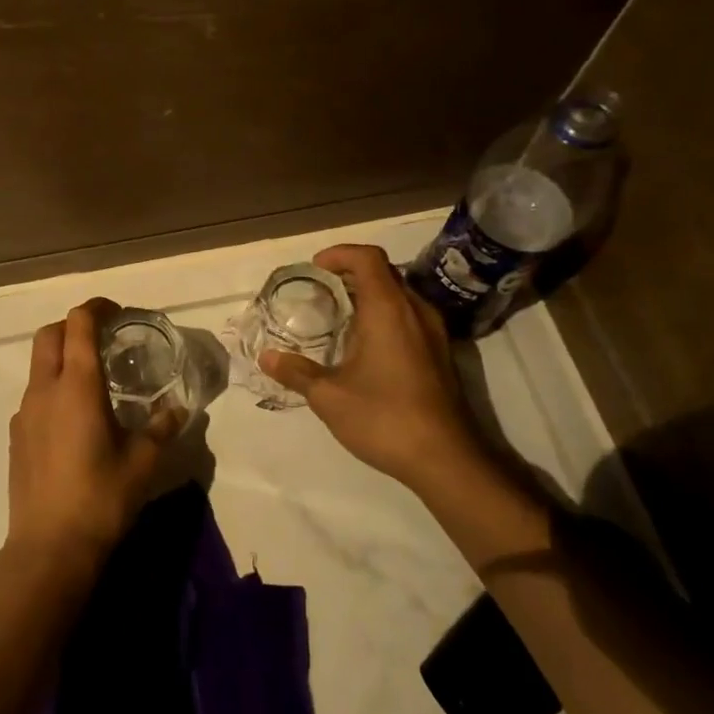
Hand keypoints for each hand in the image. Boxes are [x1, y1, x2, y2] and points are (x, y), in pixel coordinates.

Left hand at [6, 298, 179, 577]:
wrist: (48, 547)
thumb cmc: (101, 498)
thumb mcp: (143, 462)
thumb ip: (161, 428)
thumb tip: (177, 409)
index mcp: (77, 386)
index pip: (78, 324)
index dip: (96, 308)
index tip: (116, 312)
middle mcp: (45, 390)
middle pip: (49, 334)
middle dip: (73, 325)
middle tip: (103, 338)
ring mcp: (25, 413)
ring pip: (38, 365)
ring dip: (61, 358)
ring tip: (92, 381)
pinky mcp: (16, 436)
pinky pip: (34, 395)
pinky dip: (53, 388)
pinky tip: (74, 420)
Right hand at [258, 244, 483, 494]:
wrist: (446, 459)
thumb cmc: (384, 418)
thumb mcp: (329, 397)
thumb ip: (297, 372)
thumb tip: (266, 357)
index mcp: (388, 310)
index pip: (368, 258)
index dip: (340, 254)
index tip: (315, 268)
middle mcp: (415, 311)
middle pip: (385, 272)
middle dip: (351, 272)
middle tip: (321, 290)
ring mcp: (433, 332)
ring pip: (400, 293)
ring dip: (370, 294)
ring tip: (340, 315)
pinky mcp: (440, 353)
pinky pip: (409, 315)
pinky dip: (385, 314)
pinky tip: (365, 345)